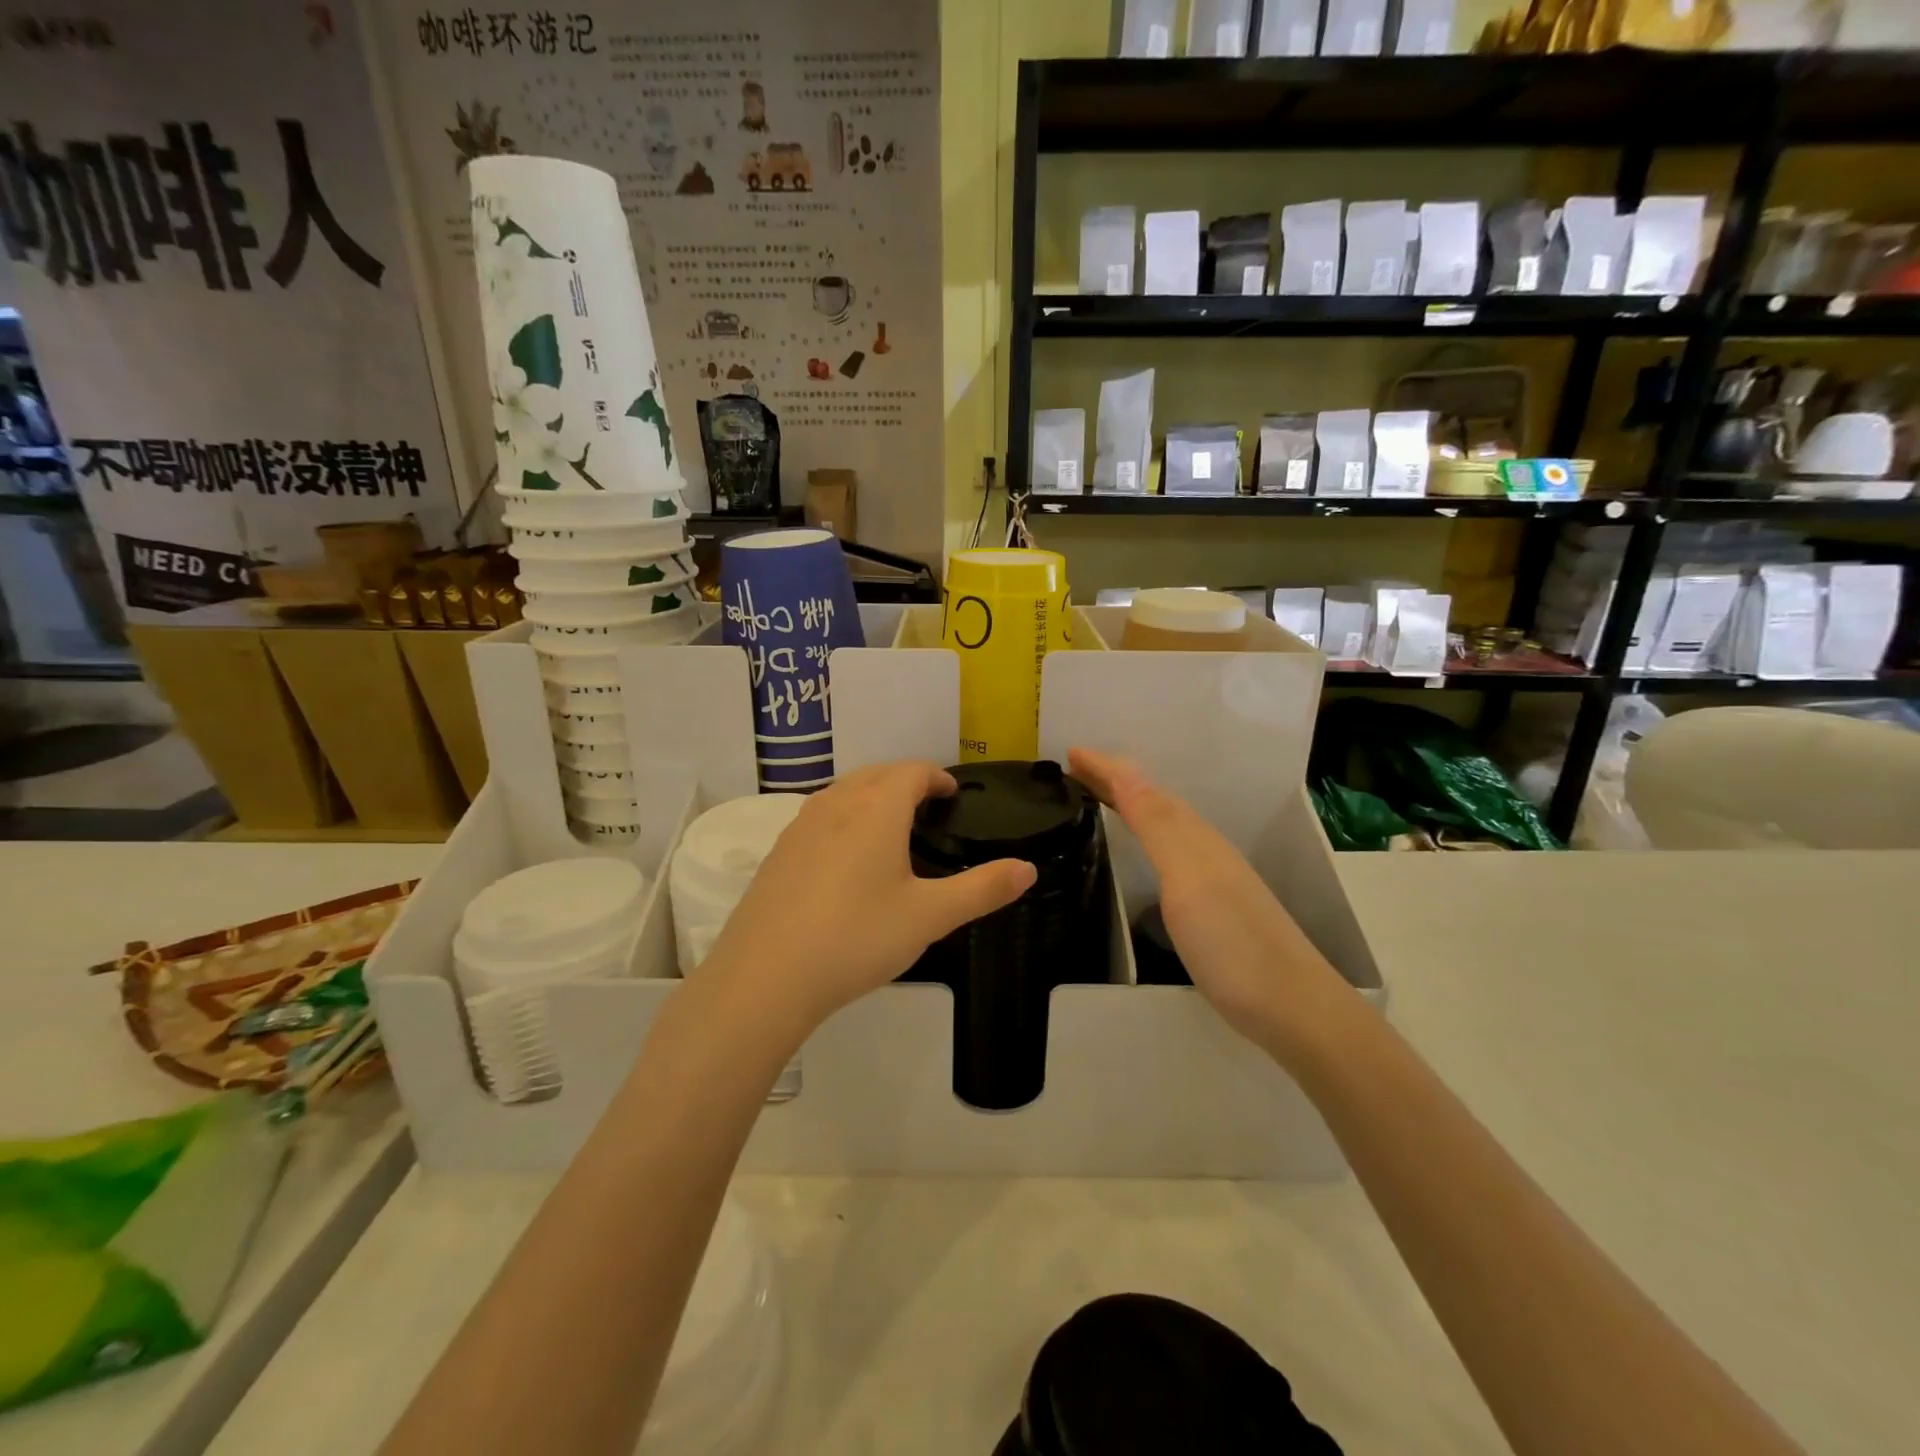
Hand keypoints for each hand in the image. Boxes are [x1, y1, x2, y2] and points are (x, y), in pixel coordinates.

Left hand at [704, 763, 1037, 1032]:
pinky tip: (846, 856)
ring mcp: (801, 825)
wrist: (766, 976)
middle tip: (928, 806)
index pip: (912, 771)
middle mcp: (837, 804)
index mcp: (877, 809)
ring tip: (890, 825)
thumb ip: (982, 889)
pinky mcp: (779, 851)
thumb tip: (1028, 869)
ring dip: (871, 794)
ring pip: (844, 791)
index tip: (952, 793)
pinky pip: (820, 815)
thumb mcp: (929, 917)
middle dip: (906, 780)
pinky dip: (843, 817)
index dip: (936, 776)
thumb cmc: (857, 938)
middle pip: (877, 773)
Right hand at [1069, 748, 1349, 1061]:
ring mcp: (1211, 878)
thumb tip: (1126, 769)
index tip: (1070, 752)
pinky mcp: (1212, 906)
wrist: (1292, 1007)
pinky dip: (1145, 837)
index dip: (1108, 769)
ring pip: (1164, 825)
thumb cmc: (1232, 942)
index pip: (1144, 789)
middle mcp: (1204, 849)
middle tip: (1074, 770)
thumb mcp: (1187, 877)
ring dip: (1129, 804)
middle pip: (1154, 801)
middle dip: (1115, 780)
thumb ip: (1157, 825)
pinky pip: (1168, 852)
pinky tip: (1141, 852)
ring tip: (1098, 799)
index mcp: (1194, 837)